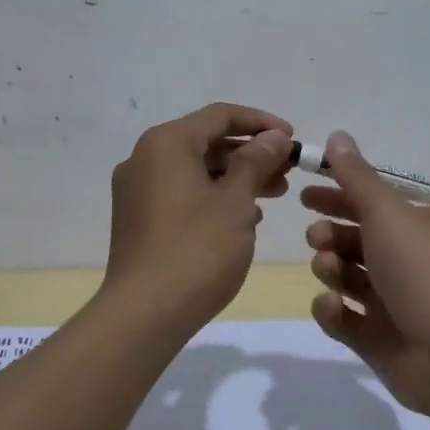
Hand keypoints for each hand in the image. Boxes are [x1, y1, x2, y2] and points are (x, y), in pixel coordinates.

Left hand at [103, 103, 293, 331]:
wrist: (144, 314)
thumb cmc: (196, 250)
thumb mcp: (236, 202)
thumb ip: (256, 162)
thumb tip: (273, 137)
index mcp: (166, 143)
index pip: (221, 115)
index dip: (261, 123)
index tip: (293, 139)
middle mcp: (145, 158)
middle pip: (206, 141)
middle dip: (251, 153)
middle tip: (288, 171)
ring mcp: (137, 190)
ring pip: (195, 169)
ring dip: (236, 177)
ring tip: (274, 194)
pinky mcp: (137, 219)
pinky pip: (181, 193)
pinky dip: (213, 196)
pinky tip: (244, 218)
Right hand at [302, 131, 429, 420]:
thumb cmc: (422, 270)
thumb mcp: (388, 212)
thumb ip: (356, 176)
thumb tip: (337, 135)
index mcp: (418, 228)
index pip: (374, 204)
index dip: (340, 194)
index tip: (306, 193)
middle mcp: (407, 262)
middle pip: (358, 240)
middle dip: (331, 232)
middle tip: (315, 234)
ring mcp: (393, 304)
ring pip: (347, 277)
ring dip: (330, 266)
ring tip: (326, 266)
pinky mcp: (378, 341)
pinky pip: (344, 320)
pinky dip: (333, 310)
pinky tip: (332, 305)